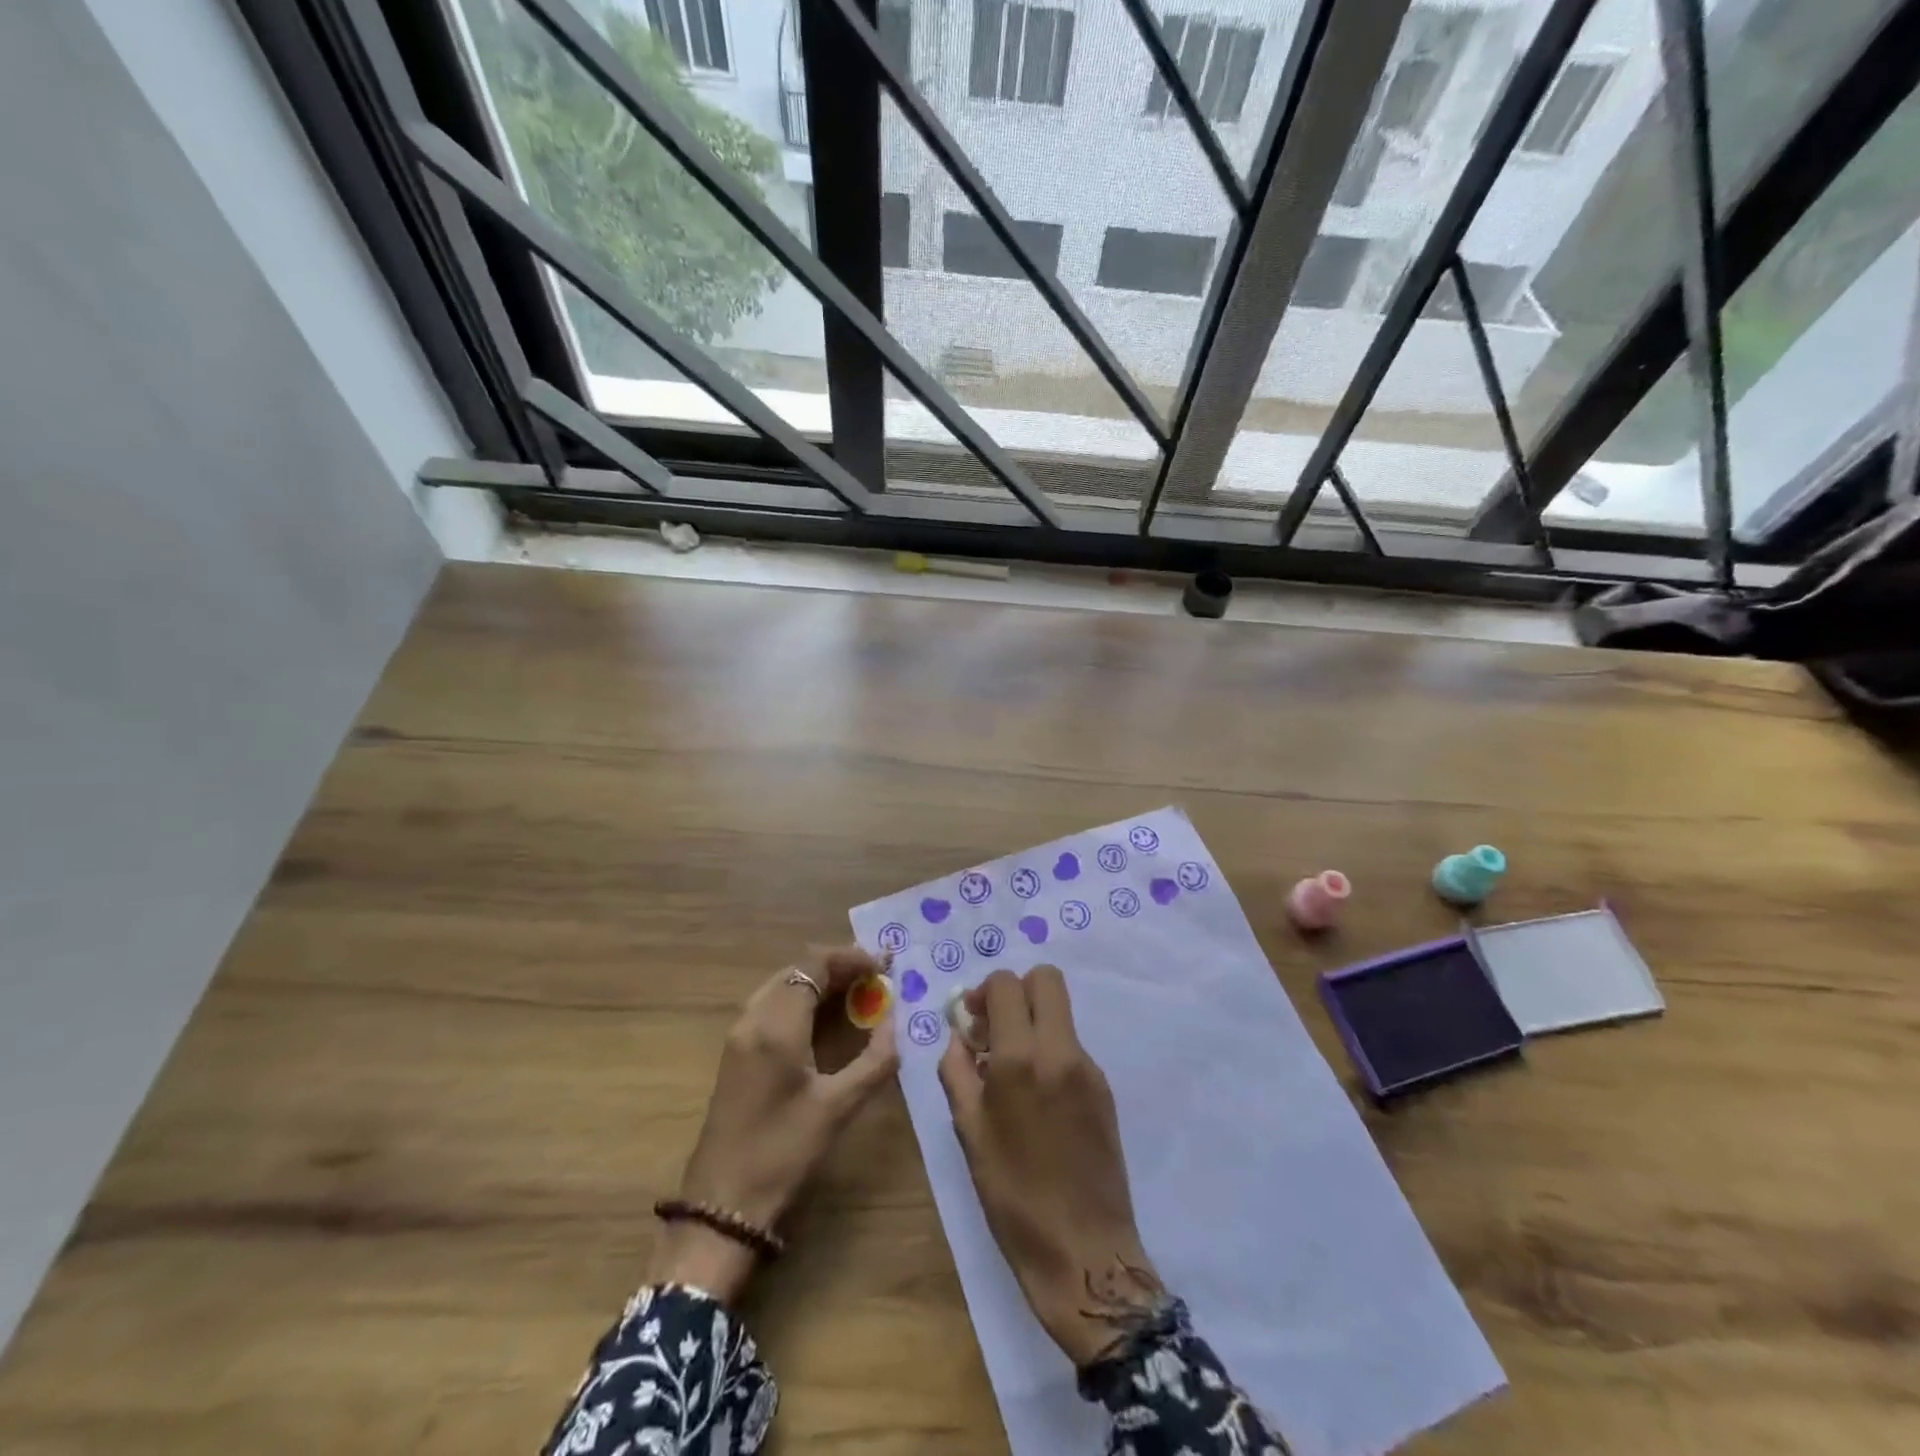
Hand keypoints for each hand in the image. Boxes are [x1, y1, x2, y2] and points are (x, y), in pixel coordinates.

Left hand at [651, 946, 899, 1302]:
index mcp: (777, 1026)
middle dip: (839, 965)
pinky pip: (772, 1003)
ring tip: (859, 991)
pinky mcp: (736, 1050)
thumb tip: (894, 1022)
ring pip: (783, 984)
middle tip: (877, 976)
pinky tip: (827, 1016)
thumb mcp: (838, 1108)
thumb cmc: (783, 1153)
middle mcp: (753, 1018)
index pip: (814, 965)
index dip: (852, 957)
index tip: (885, 965)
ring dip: (820, 980)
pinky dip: (803, 998)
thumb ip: (874, 1060)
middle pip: (797, 969)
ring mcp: (740, 1033)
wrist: (722, 1204)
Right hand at [937, 966, 1160, 1365]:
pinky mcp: (1104, 1088)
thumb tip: (960, 1036)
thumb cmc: (1013, 1196)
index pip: (1006, 984)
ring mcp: (1088, 1068)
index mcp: (1020, 1059)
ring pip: (1061, 1013)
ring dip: (1034, 1022)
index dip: (984, 992)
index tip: (972, 1022)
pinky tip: (1038, 1099)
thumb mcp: (969, 1133)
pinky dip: (1050, 1051)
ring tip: (1012, 1072)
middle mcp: (1060, 1050)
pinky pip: (1072, 1046)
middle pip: (1046, 979)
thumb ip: (957, 1072)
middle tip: (996, 1029)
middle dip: (1017, 991)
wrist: (1083, 1250)